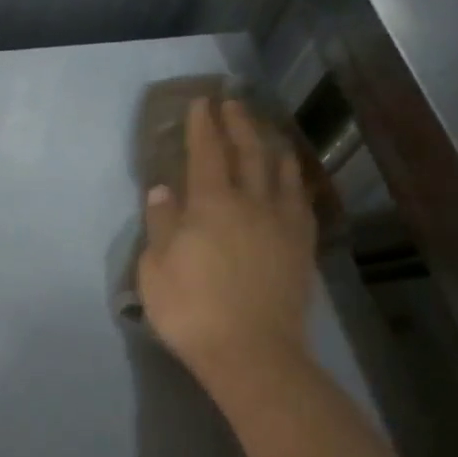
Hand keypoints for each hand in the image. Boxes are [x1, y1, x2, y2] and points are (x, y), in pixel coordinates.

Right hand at [137, 98, 317, 402]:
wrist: (252, 354)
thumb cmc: (192, 310)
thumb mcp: (155, 268)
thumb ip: (161, 224)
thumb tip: (163, 191)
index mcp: (211, 204)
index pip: (207, 152)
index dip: (203, 125)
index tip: (201, 102)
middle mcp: (251, 203)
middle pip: (249, 152)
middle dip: (239, 123)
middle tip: (233, 103)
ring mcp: (282, 224)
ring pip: (282, 172)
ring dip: (272, 144)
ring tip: (267, 130)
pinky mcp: (302, 247)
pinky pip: (302, 202)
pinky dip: (295, 181)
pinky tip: (292, 180)